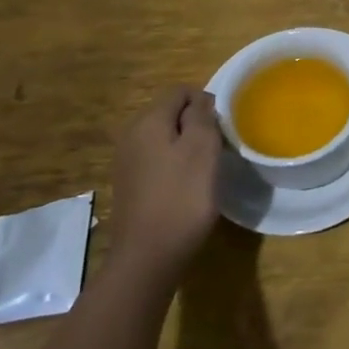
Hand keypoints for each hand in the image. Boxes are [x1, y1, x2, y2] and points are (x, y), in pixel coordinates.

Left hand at [111, 85, 221, 275]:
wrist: (147, 257)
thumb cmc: (182, 198)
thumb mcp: (202, 149)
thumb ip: (202, 116)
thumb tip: (200, 101)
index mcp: (148, 121)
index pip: (179, 91)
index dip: (205, 101)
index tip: (222, 127)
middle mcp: (131, 135)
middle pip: (169, 112)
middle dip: (195, 123)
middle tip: (217, 148)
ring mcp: (126, 161)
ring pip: (163, 137)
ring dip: (185, 145)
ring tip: (205, 168)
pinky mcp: (129, 185)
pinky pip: (156, 160)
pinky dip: (173, 165)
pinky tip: (186, 186)